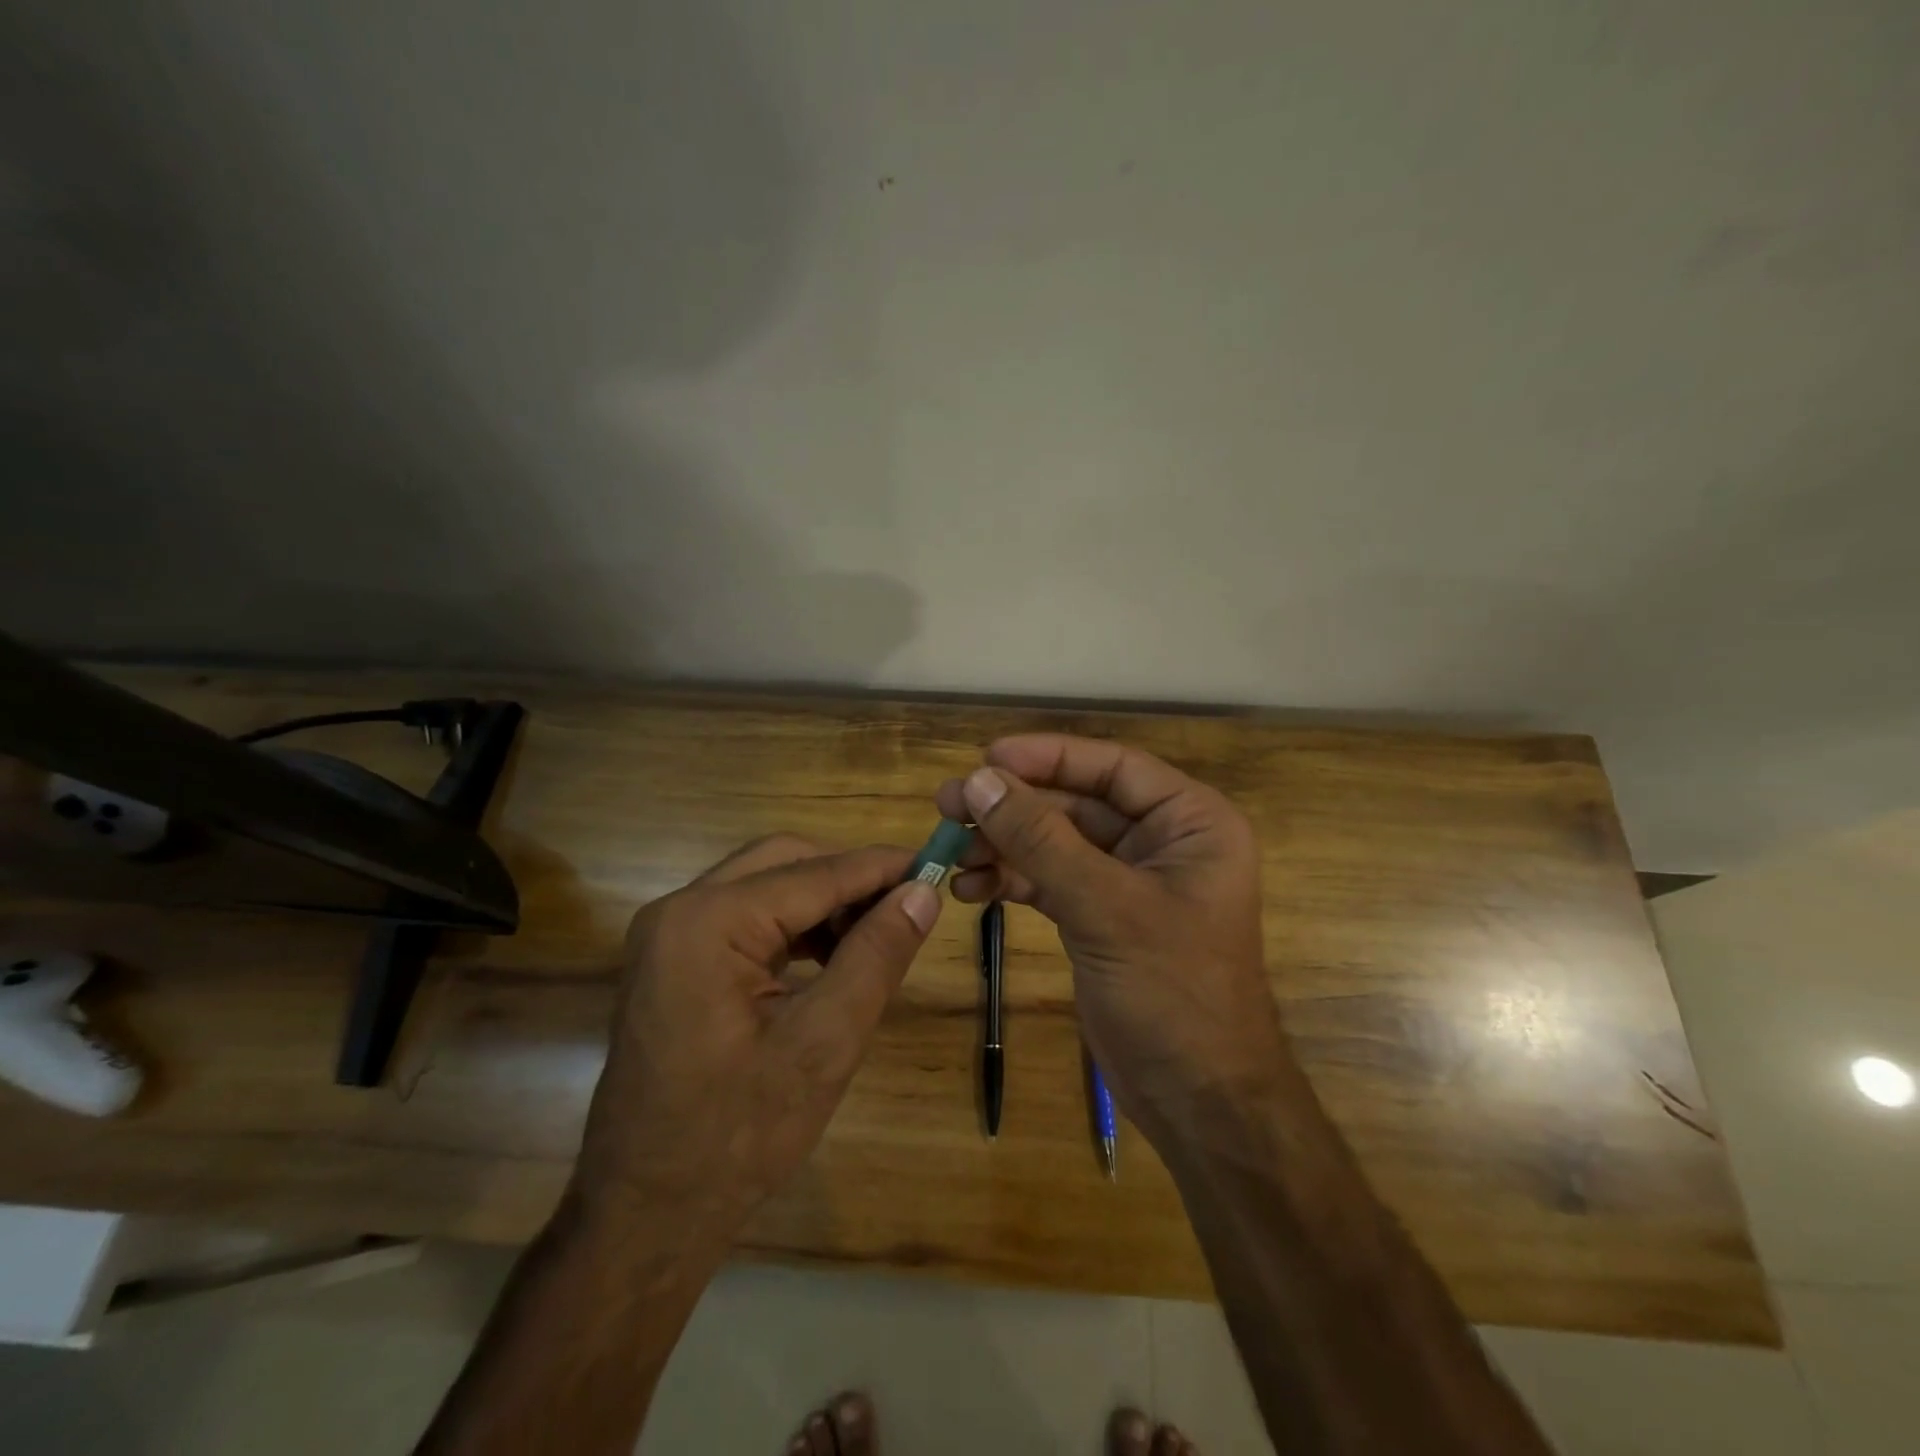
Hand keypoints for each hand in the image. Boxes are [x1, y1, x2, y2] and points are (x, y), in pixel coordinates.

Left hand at [571, 835, 938, 1251]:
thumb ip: (875, 956)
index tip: (939, 865)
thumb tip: (923, 892)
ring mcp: (669, 934)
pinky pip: (746, 917)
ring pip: (766, 884)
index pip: (815, 873)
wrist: (644, 1217)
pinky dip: (794, 926)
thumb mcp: (823, 1044)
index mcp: (707, 922)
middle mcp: (679, 909)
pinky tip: (831, 958)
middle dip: (849, 879)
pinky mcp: (674, 959)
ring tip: (876, 937)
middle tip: (907, 906)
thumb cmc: (736, 1137)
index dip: (881, 868)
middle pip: (784, 862)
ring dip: (824, 902)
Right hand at [935, 735, 1288, 1140]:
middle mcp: (1161, 842)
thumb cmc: (1174, 992)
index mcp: (1190, 822)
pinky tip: (970, 889)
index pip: (1112, 766)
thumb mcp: (1105, 907)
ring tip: (949, 851)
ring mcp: (1128, 881)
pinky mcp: (1100, 917)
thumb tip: (978, 781)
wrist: (1199, 1102)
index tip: (985, 758)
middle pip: (1076, 803)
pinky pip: (1049, 881)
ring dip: (1003, 845)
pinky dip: (1011, 881)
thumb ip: (1040, 840)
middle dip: (1013, 806)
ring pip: (1055, 843)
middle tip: (948, 804)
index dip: (1048, 756)